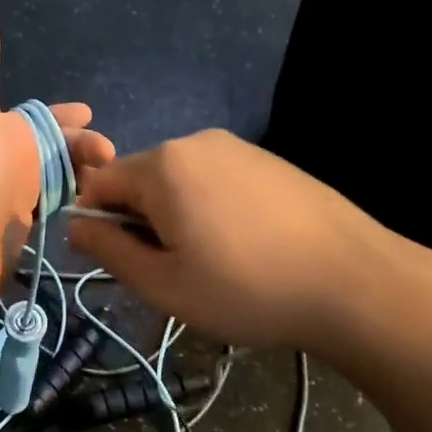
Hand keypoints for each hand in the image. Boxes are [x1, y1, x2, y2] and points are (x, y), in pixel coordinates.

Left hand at [0, 0, 115, 310]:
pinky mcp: (21, 231)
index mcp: (2, 129)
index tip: (92, 116)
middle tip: (114, 160)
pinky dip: (76, 206)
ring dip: (86, 178)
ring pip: (60, 180)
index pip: (42, 117)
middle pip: (58, 150)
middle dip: (86, 149)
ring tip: (115, 187)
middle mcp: (9, 160)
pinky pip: (56, 211)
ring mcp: (15, 198)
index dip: (67, 116)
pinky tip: (99, 210)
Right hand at [65, 129, 431, 362]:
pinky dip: (212, 207)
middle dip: (141, 220)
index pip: (99, 183)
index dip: (97, 224)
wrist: (357, 284)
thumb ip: (109, 252)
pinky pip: (217, 179)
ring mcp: (237, 147)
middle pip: (141, 179)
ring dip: (177, 215)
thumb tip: (75, 226)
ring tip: (212, 262)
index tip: (121, 263)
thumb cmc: (247, 289)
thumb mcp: (164, 285)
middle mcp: (195, 142)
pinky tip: (245, 245)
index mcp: (162, 166)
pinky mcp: (269, 160)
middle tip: (171, 270)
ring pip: (180, 180)